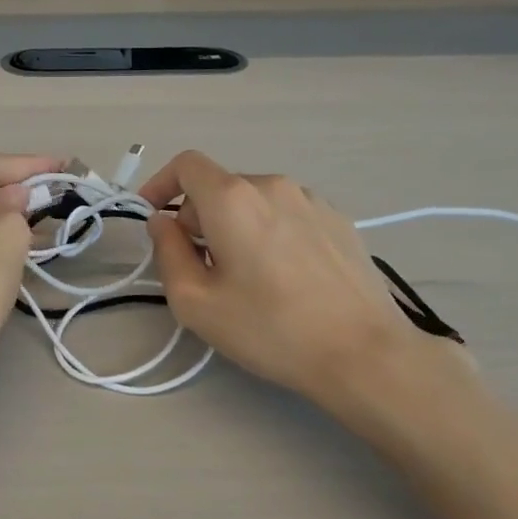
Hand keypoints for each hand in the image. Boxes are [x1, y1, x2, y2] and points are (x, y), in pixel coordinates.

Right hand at [139, 150, 459, 412]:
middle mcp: (273, 185)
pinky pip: (287, 214)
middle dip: (197, 218)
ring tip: (245, 275)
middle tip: (199, 268)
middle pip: (220, 186)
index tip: (153, 217)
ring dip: (235, 226)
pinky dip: (269, 232)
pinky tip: (284, 277)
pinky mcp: (340, 221)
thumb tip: (163, 223)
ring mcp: (312, 201)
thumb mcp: (195, 302)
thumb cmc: (270, 329)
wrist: (364, 353)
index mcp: (233, 199)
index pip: (186, 165)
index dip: (161, 184)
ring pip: (254, 201)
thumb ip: (167, 252)